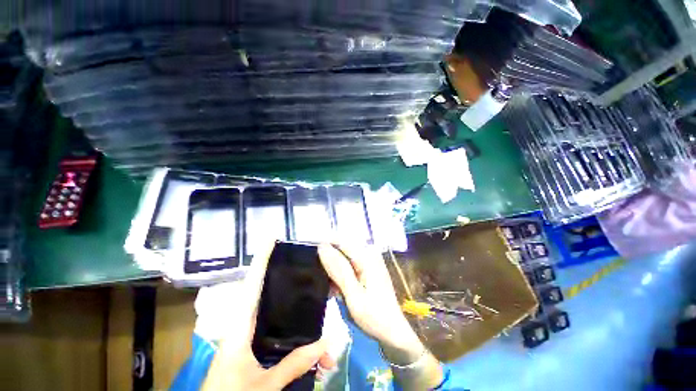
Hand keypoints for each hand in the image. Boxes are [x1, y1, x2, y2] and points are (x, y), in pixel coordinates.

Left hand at [203, 242, 333, 390]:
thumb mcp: (262, 385)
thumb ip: (292, 364)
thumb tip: (326, 342)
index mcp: (241, 326)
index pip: (253, 284)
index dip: (262, 260)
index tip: (272, 239)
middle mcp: (249, 326)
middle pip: (276, 299)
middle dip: (298, 293)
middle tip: (318, 285)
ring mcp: (254, 339)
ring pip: (285, 324)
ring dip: (307, 335)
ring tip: (328, 351)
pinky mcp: (258, 352)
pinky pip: (284, 343)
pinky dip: (301, 352)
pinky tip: (317, 361)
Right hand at [317, 243, 423, 364]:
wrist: (393, 333)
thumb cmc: (374, 316)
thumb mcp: (353, 294)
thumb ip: (338, 269)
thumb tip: (322, 247)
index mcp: (367, 257)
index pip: (340, 241)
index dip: (324, 245)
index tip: (309, 256)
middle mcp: (369, 254)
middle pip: (342, 248)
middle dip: (328, 260)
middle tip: (317, 276)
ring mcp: (369, 262)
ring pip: (343, 258)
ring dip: (333, 270)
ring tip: (326, 286)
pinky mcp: (368, 270)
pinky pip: (349, 266)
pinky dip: (340, 276)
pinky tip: (335, 290)